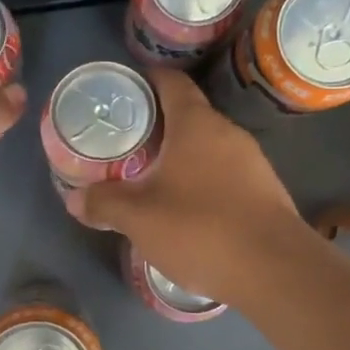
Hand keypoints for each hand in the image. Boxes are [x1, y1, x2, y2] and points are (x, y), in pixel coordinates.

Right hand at [74, 68, 308, 306]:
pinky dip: (203, 182)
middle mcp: (228, 133)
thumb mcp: (139, 217)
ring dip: (181, 158)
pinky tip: (188, 210)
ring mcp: (253, 162)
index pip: (171, 82)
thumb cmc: (200, 228)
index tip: (124, 92)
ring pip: (208, 148)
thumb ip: (104, 203)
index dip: (146, 80)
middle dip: (158, 126)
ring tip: (152, 179)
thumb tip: (75, 199)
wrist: (274, 269)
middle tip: (127, 145)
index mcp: (196, 124)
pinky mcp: (266, 192)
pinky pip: (226, 175)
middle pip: (189, 115)